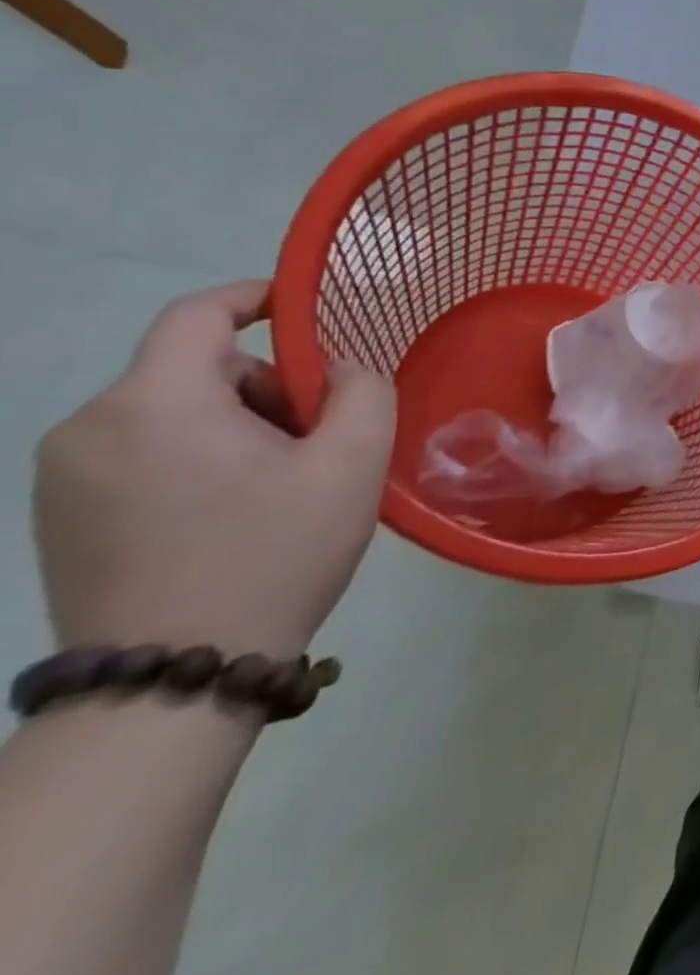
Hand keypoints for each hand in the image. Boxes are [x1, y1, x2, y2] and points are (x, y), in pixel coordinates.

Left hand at [32, 282, 395, 659]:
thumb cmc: (274, 553)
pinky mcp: (61, 516)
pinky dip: (197, 457)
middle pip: (193, 369)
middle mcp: (89, 427)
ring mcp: (64, 476)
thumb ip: (362, 392)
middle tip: (318, 439)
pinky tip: (234, 511)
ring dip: (234, 425)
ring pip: (170, 412)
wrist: (176, 676)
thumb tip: (340, 371)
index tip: (305, 311)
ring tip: (282, 482)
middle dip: (265, 388)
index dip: (256, 298)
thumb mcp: (352, 463)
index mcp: (154, 403)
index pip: (197, 315)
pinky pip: (142, 452)